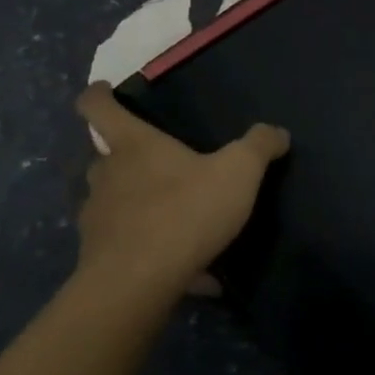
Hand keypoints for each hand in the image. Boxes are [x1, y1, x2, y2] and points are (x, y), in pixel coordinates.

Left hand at [73, 83, 289, 296]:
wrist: (137, 284)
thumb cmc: (184, 211)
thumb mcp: (237, 172)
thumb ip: (258, 147)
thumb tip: (277, 132)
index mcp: (133, 145)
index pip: (97, 106)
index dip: (99, 94)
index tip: (105, 90)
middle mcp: (107, 176)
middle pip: (105, 157)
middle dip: (126, 157)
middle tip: (160, 163)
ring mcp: (98, 219)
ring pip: (114, 203)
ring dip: (139, 207)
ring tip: (179, 224)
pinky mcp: (100, 259)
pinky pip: (131, 249)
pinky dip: (156, 255)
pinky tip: (194, 272)